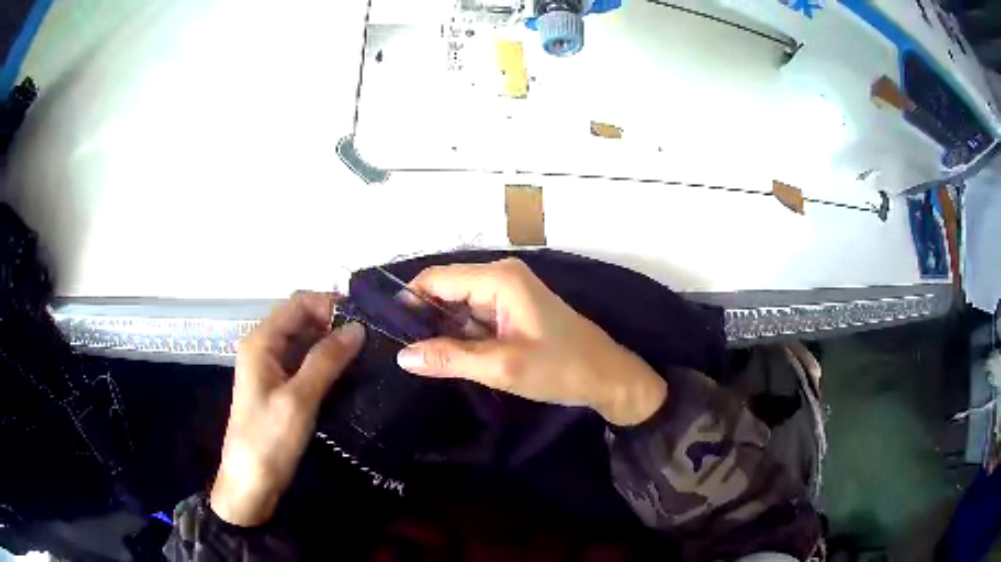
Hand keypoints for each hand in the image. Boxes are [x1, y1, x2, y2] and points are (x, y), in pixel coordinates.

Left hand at [210, 292, 364, 526]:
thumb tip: (358, 328)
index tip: (367, 318)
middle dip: (335, 323)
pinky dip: (325, 363)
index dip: (331, 304)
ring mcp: (270, 368)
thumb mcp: (299, 400)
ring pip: (305, 342)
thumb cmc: (269, 441)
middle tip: (373, 337)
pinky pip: (304, 363)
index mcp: (261, 342)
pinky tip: (350, 373)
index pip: (298, 303)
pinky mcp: (279, 388)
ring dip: (332, 343)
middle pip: (301, 319)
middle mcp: (264, 347)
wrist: (250, 485)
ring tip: (368, 352)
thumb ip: (326, 361)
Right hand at [395, 258, 666, 425]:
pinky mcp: (513, 311)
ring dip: (441, 329)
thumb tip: (402, 355)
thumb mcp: (502, 367)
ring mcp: (507, 293)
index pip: (437, 279)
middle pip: (446, 290)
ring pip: (458, 306)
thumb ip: (451, 358)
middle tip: (401, 352)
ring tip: (418, 357)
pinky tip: (447, 355)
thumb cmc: (561, 368)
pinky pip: (475, 317)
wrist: (607, 377)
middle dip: (423, 318)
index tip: (386, 332)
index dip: (408, 302)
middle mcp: (500, 277)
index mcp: (499, 278)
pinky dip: (460, 334)